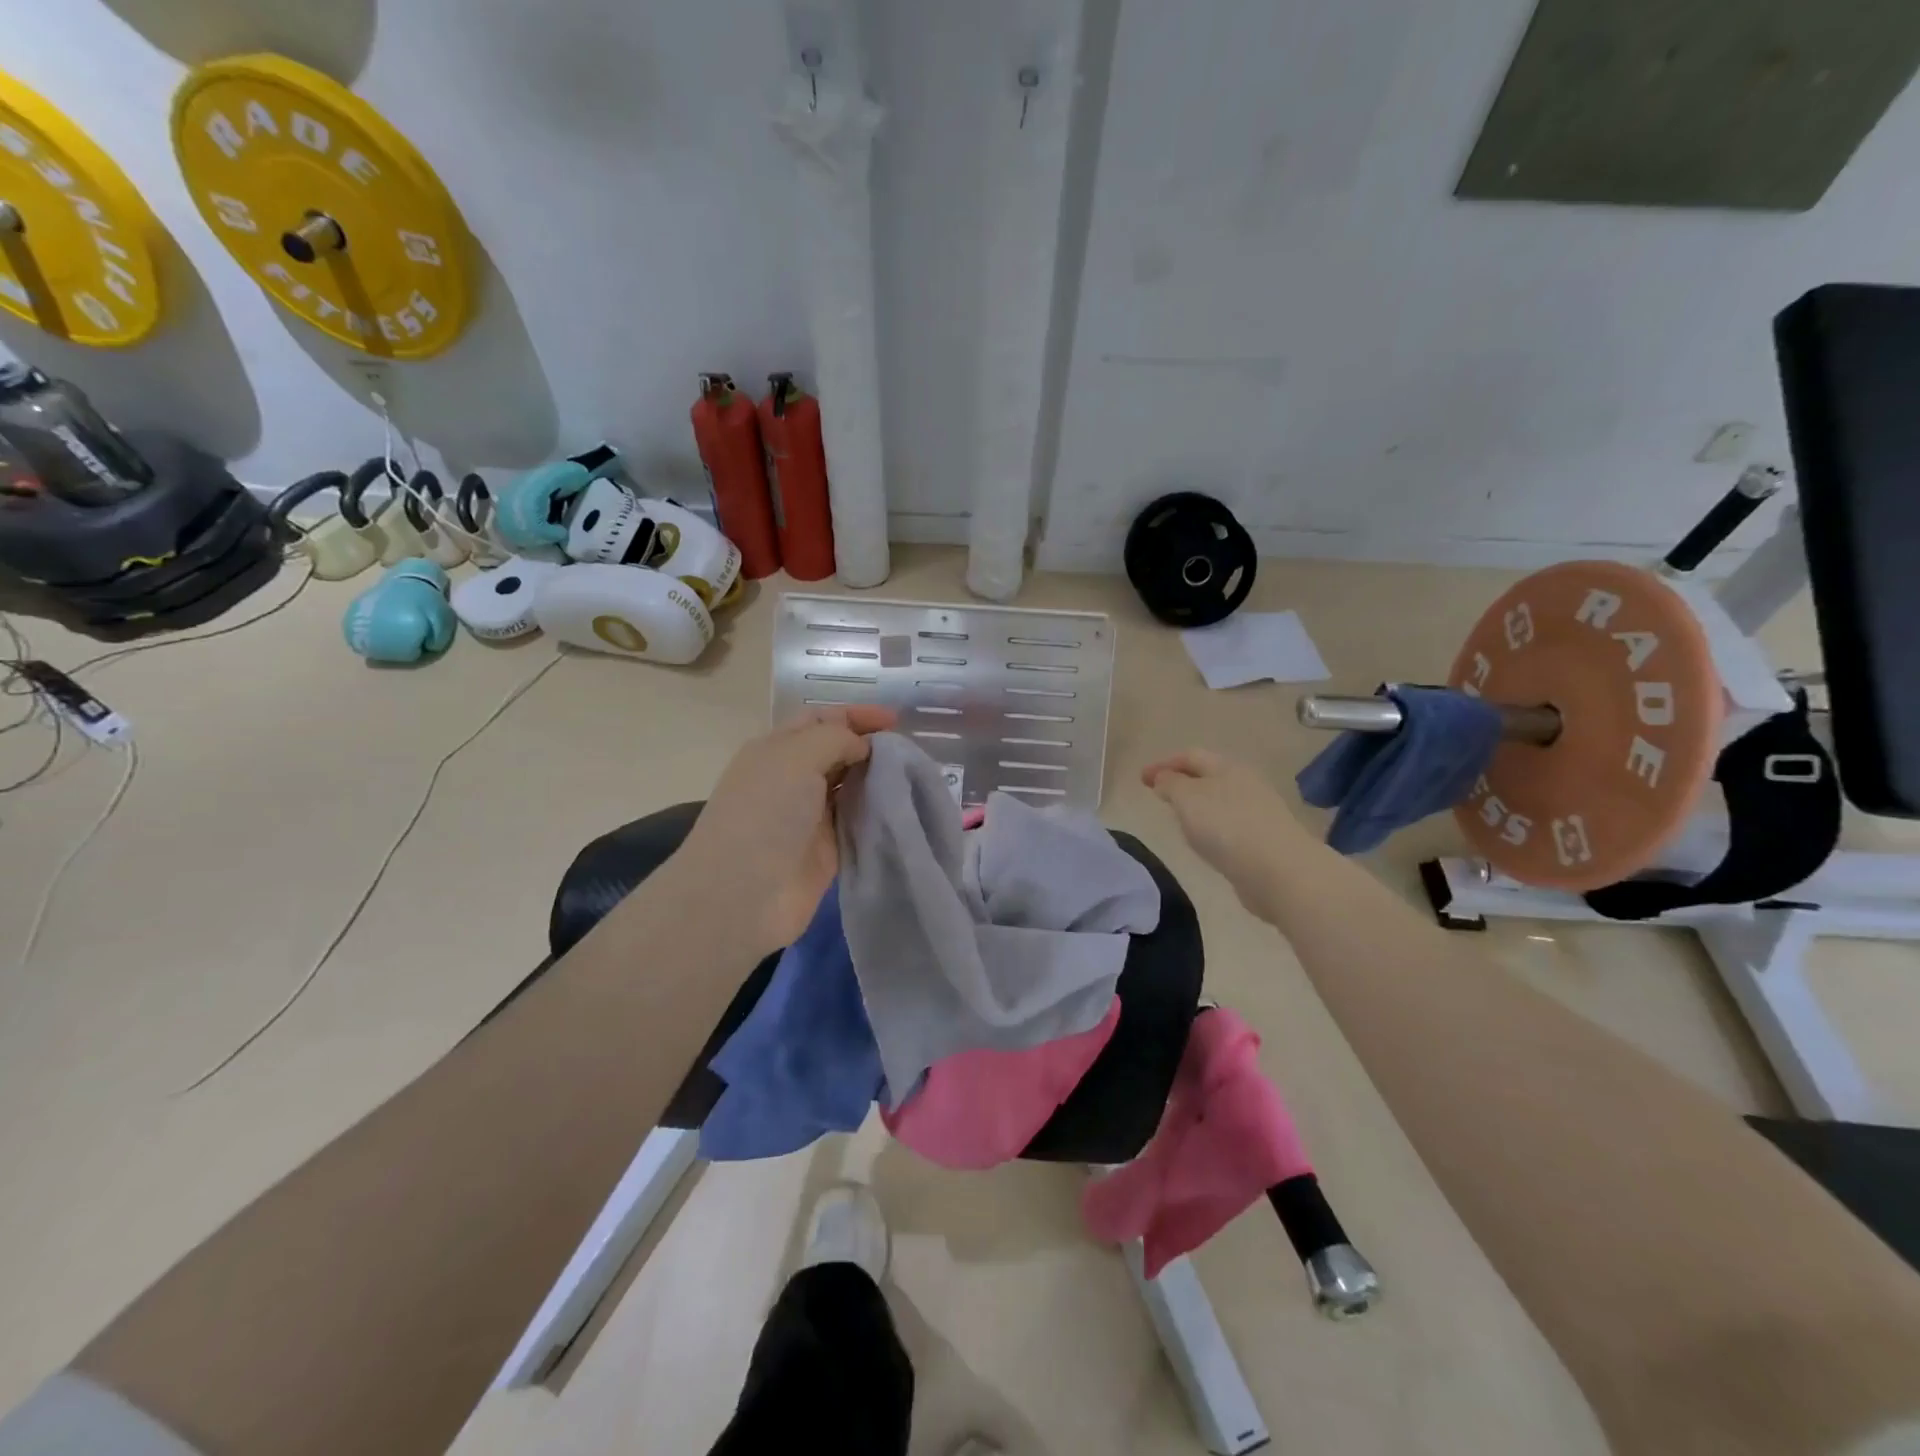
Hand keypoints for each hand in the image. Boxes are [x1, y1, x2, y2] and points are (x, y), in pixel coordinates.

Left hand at [664, 706, 896, 959]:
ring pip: (852, 787)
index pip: (820, 719)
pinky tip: (904, 807)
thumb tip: (864, 747)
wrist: (742, 894)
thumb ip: (835, 738)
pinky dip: (878, 813)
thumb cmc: (765, 814)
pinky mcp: (827, 850)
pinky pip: (858, 822)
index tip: (896, 720)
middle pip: (838, 752)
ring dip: (879, 779)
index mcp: (777, 749)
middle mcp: (792, 778)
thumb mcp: (796, 757)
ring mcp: (810, 816)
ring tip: (915, 775)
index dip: (856, 715)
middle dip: (872, 746)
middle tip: (910, 751)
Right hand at [1142, 749, 1308, 914]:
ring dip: (1198, 807)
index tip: (1141, 779)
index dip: (1164, 764)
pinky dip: (1212, 829)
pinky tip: (1205, 844)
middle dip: (1182, 783)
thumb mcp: (1187, 799)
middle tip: (1160, 796)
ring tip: (1178, 821)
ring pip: (1220, 802)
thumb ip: (1171, 784)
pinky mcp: (1264, 841)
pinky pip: (1230, 827)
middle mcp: (1246, 785)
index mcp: (1227, 768)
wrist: (1280, 872)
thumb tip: (1164, 779)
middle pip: (1209, 777)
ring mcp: (1258, 814)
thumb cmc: (1227, 826)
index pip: (1191, 756)